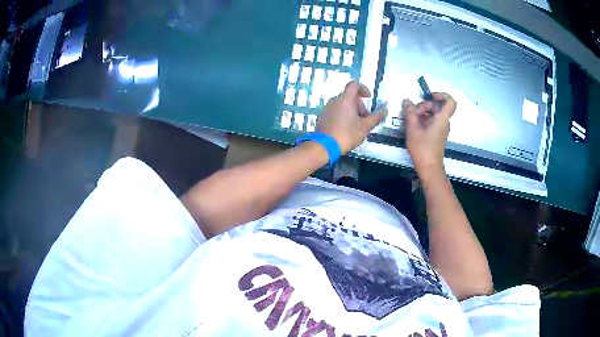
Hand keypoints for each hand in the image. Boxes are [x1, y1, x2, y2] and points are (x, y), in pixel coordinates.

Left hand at [317, 81, 386, 153]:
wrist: (325, 146)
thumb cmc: (347, 134)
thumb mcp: (365, 127)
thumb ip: (375, 118)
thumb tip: (384, 111)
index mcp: (345, 99)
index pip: (354, 85)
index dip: (363, 88)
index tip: (368, 98)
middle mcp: (334, 100)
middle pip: (349, 96)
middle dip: (358, 105)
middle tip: (363, 119)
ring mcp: (326, 108)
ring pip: (341, 104)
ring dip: (350, 111)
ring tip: (354, 125)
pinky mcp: (321, 116)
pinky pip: (334, 111)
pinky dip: (341, 115)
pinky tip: (344, 128)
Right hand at [404, 93, 455, 176]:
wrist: (429, 168)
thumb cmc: (423, 148)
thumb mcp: (413, 129)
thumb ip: (410, 113)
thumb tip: (407, 101)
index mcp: (442, 119)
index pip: (450, 101)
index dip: (441, 95)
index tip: (430, 96)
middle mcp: (444, 122)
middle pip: (437, 107)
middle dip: (424, 106)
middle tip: (413, 114)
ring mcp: (441, 129)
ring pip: (433, 114)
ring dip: (422, 114)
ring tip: (410, 121)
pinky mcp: (437, 135)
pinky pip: (432, 122)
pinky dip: (423, 121)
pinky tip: (413, 127)